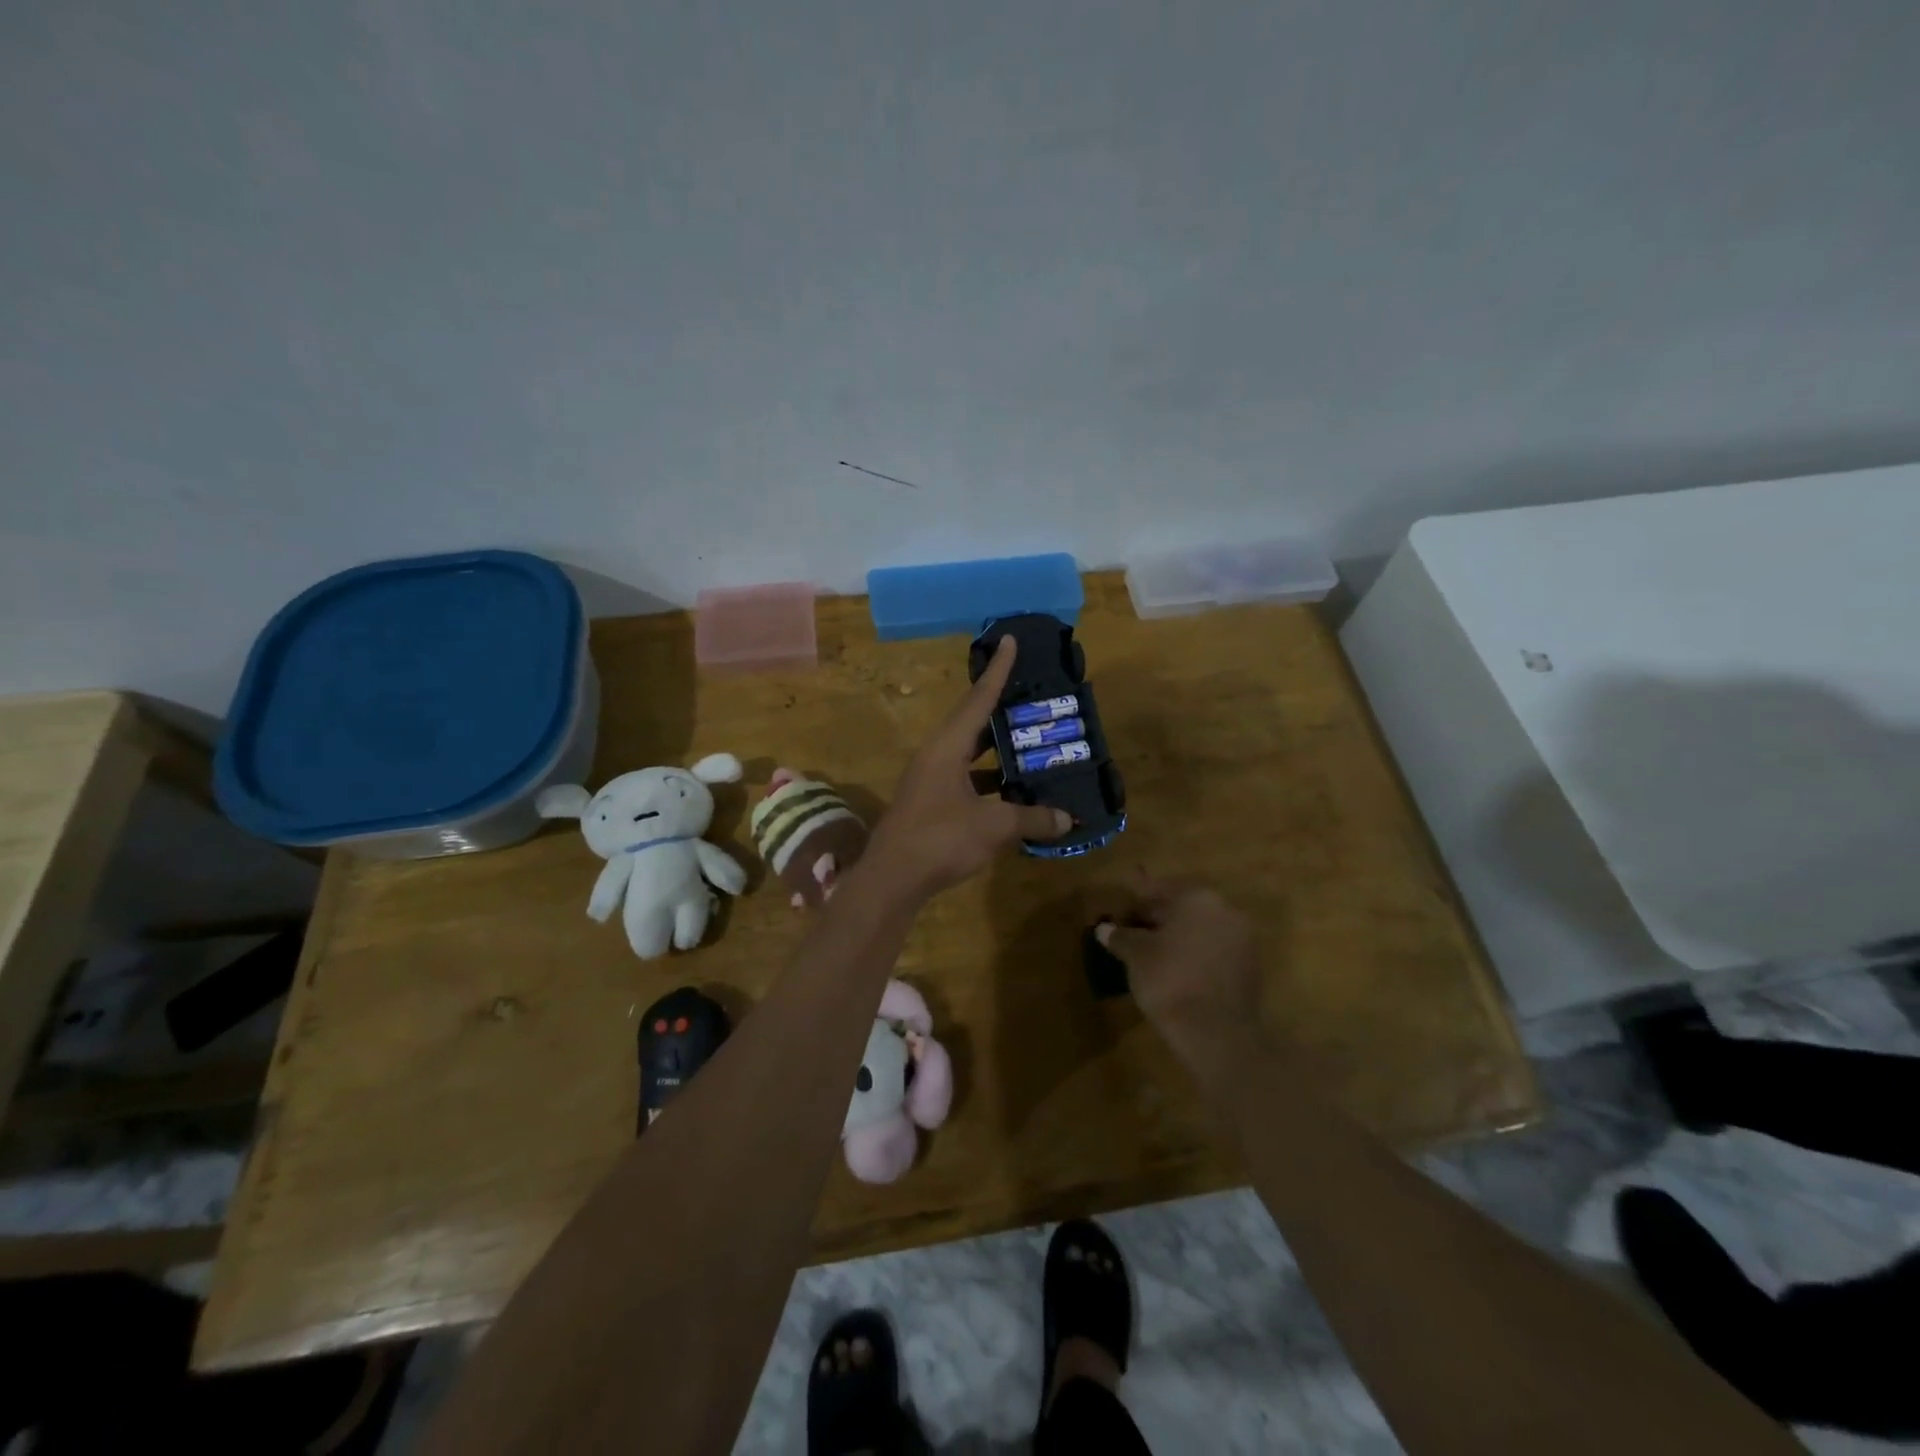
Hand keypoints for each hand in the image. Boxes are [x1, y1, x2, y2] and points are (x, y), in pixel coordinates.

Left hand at [868, 636, 1071, 900]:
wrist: (891, 880)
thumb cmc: (940, 840)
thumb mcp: (993, 826)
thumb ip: (1032, 819)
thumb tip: (1069, 819)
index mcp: (947, 747)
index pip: (978, 699)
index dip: (998, 670)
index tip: (1009, 640)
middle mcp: (936, 756)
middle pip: (973, 723)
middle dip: (1002, 709)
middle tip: (1031, 696)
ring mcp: (930, 781)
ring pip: (969, 755)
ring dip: (998, 751)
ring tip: (1031, 744)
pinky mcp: (930, 804)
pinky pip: (966, 780)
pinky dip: (990, 782)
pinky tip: (1013, 793)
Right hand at [1096, 880, 1264, 1082]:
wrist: (1217, 1033)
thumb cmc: (1170, 980)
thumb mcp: (1136, 955)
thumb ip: (1120, 936)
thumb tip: (1104, 928)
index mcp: (1197, 897)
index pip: (1159, 890)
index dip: (1135, 902)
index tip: (1119, 911)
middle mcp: (1225, 910)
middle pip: (1183, 907)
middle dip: (1157, 918)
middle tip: (1132, 932)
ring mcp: (1242, 939)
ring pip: (1200, 929)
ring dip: (1177, 937)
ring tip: (1150, 953)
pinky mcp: (1250, 967)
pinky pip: (1214, 950)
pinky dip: (1194, 954)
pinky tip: (1174, 970)